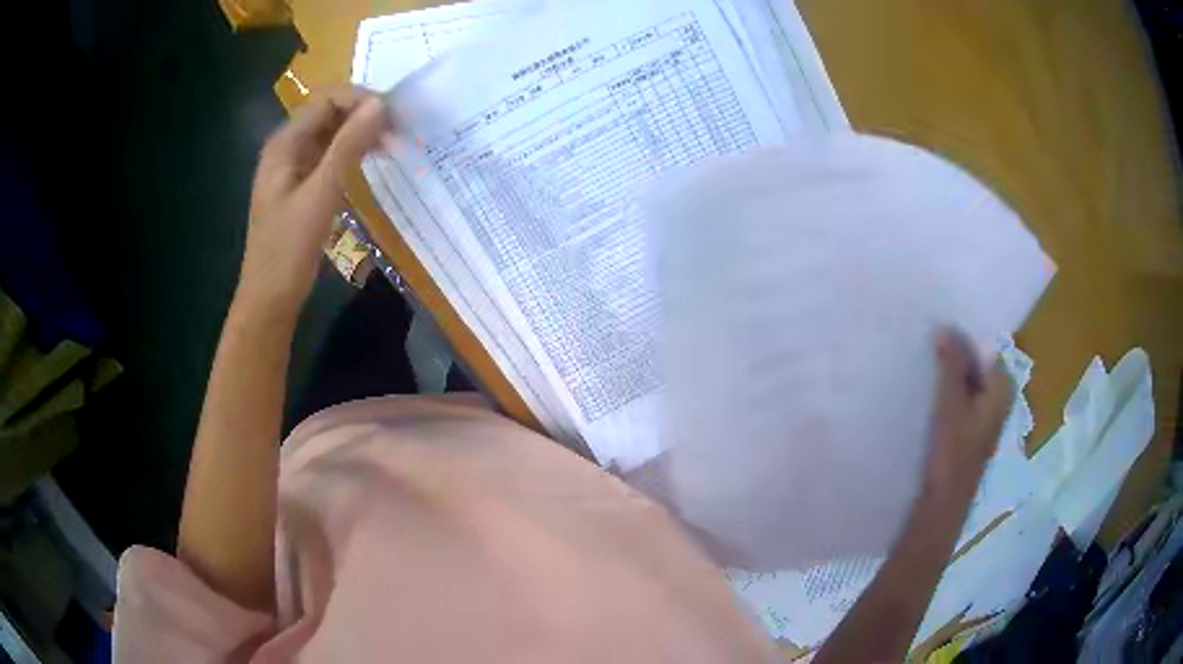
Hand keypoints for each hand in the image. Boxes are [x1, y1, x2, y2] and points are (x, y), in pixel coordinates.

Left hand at [237, 87, 388, 319]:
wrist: (269, 300)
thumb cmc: (288, 250)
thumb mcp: (320, 195)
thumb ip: (348, 148)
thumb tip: (381, 105)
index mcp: (284, 144)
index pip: (326, 100)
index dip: (360, 100)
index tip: (394, 117)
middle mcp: (287, 149)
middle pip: (329, 114)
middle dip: (363, 115)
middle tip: (398, 132)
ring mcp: (293, 169)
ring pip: (331, 136)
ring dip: (360, 134)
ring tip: (392, 146)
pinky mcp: (301, 188)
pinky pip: (329, 158)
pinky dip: (352, 154)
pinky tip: (371, 164)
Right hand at [922, 327, 1014, 499]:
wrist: (944, 504)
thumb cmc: (953, 455)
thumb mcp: (951, 405)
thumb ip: (951, 366)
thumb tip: (944, 326)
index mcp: (1003, 388)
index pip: (988, 348)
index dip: (966, 335)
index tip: (943, 324)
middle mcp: (1000, 397)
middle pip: (979, 363)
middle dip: (957, 351)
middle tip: (931, 337)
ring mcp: (986, 414)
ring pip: (969, 380)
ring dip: (952, 370)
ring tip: (928, 356)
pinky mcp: (971, 428)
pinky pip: (963, 396)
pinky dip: (950, 388)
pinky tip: (931, 386)